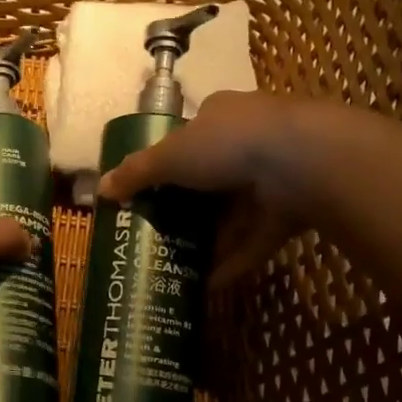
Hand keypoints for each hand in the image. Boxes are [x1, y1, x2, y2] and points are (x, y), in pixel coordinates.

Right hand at [98, 91, 330, 287]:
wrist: (301, 162)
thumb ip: (136, 172)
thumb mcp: (170, 155)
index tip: (151, 189)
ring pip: (235, 212)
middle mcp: (250, 140)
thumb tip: (100, 189)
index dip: (170, 159)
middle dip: (189, 206)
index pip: (192, 134)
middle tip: (160, 232)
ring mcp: (274, 177)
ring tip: (179, 264)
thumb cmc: (228, 144)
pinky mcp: (291, 211)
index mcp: (221, 116)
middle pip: (212, 176)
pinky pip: (256, 239)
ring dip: (211, 238)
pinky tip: (209, 285)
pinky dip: (234, 261)